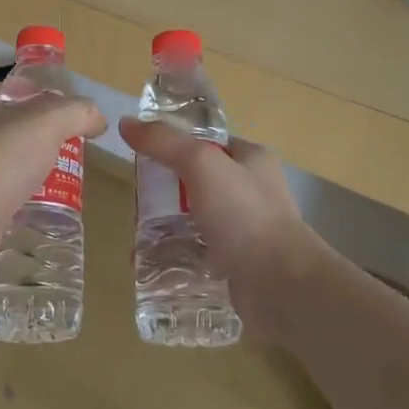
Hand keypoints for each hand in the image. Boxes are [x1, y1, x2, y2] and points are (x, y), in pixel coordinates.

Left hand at [0, 80, 106, 278]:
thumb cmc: (1, 157)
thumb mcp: (49, 122)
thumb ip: (77, 112)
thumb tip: (97, 117)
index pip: (10, 89)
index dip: (39, 96)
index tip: (66, 113)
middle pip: (7, 126)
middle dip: (36, 137)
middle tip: (68, 149)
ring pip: (2, 162)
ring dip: (26, 169)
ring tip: (59, 180)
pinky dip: (15, 198)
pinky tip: (37, 207)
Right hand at [117, 117, 329, 334]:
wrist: (281, 286)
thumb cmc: (244, 215)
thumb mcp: (202, 164)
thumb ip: (164, 142)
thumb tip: (127, 123)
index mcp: (250, 159)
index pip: (204, 143)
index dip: (171, 146)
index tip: (140, 160)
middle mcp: (250, 191)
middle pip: (192, 183)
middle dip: (161, 195)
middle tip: (136, 208)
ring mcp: (243, 230)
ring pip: (191, 221)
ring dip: (162, 230)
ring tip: (136, 243)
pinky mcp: (235, 264)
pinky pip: (194, 255)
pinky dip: (171, 260)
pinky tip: (149, 268)